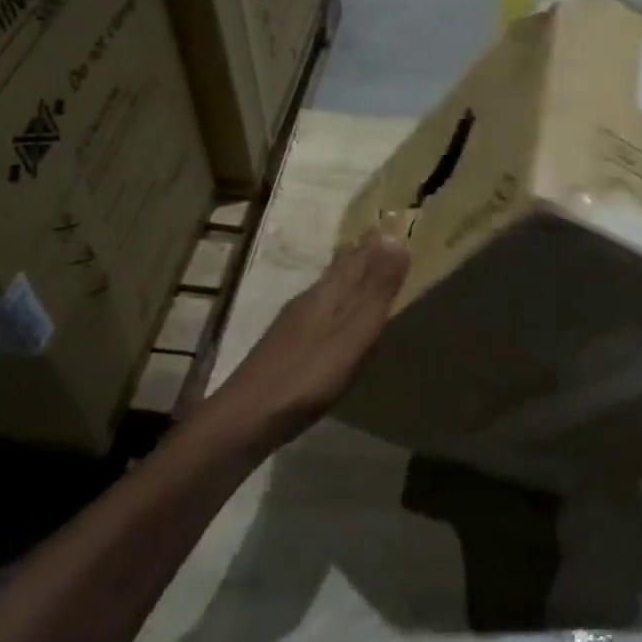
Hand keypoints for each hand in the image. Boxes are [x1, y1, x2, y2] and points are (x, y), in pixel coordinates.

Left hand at [210, 230, 410, 443]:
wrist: (246, 418)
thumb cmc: (309, 375)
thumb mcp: (354, 332)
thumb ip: (375, 290)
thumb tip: (395, 237)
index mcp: (328, 292)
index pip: (357, 257)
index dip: (375, 244)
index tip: (392, 223)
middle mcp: (309, 300)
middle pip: (339, 270)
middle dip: (360, 255)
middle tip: (379, 240)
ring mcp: (293, 324)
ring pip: (327, 290)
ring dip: (347, 278)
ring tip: (362, 271)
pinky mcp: (285, 347)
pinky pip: (318, 311)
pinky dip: (334, 304)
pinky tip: (333, 319)